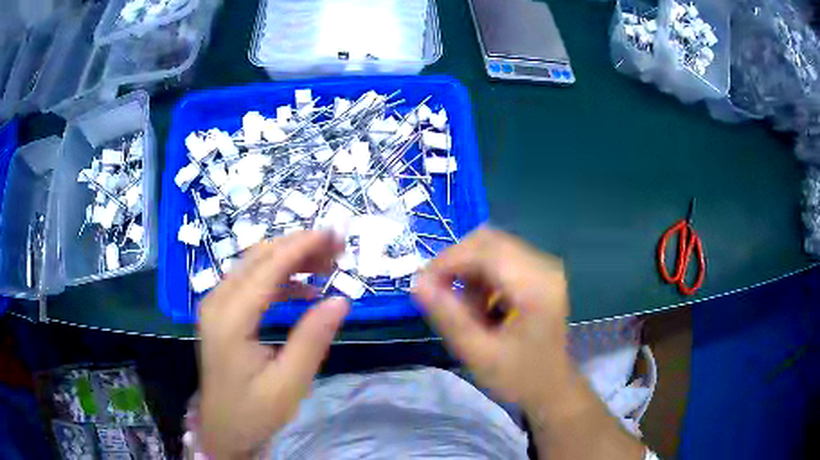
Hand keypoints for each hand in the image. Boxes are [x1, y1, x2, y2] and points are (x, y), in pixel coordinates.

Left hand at [198, 231, 348, 458]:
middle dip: (298, 247)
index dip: (302, 246)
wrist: (223, 430)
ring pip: (254, 266)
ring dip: (290, 260)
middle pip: (258, 258)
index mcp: (230, 319)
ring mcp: (216, 306)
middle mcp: (217, 302)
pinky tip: (303, 291)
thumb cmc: (253, 412)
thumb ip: (312, 340)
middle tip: (336, 248)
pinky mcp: (222, 314)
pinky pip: (251, 283)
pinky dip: (279, 280)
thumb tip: (341, 299)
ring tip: (326, 266)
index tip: (334, 234)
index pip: (267, 268)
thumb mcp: (288, 383)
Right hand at [414, 227, 570, 408]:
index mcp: (536, 287)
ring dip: (469, 272)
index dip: (447, 260)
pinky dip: (482, 277)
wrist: (553, 389)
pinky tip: (482, 307)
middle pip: (489, 241)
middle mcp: (544, 266)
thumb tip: (416, 283)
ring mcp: (544, 267)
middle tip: (438, 295)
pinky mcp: (540, 273)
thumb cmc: (519, 379)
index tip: (422, 285)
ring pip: (493, 248)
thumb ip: (448, 317)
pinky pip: (502, 260)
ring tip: (465, 310)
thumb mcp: (478, 354)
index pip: (485, 250)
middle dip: (456, 263)